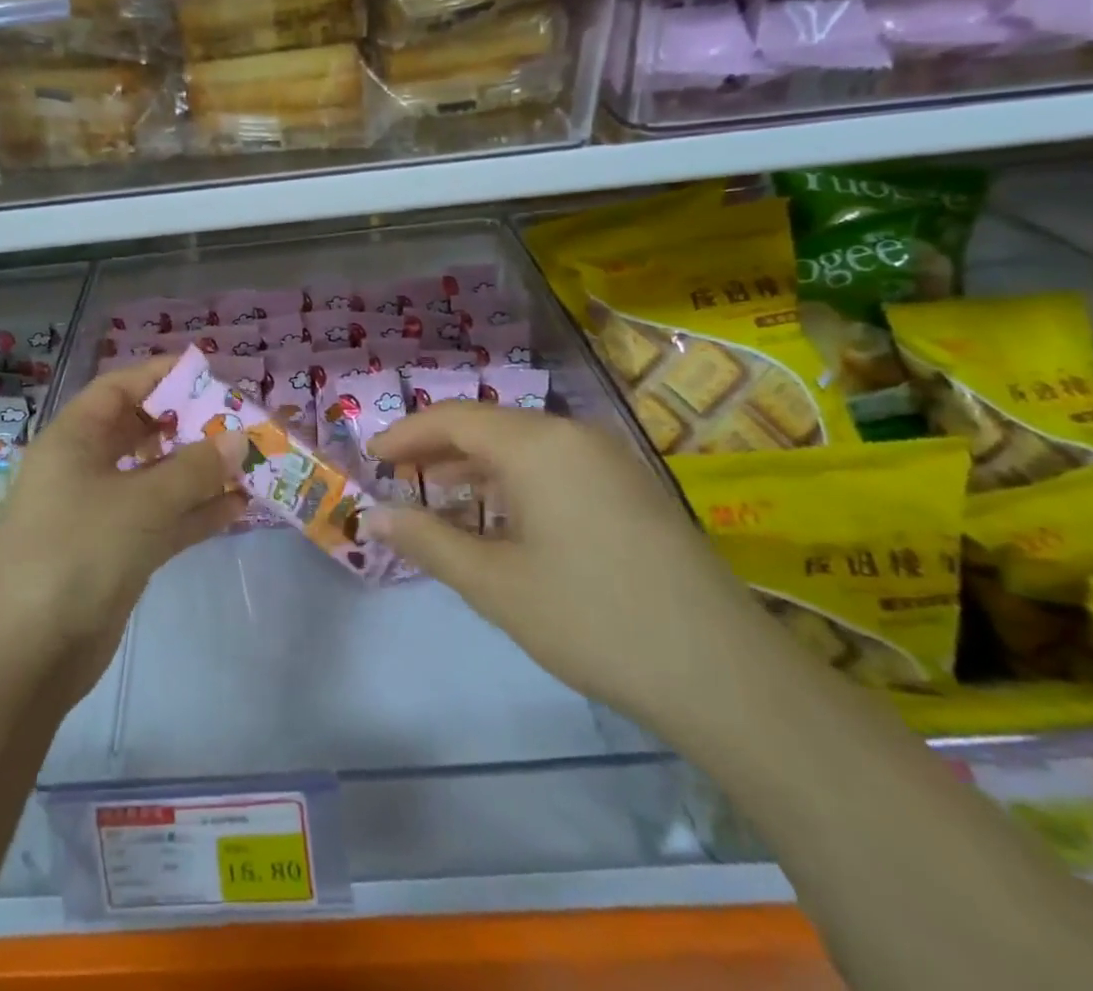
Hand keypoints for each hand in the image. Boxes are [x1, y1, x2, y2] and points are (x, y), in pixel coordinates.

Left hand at [0, 356, 244, 699]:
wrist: (27, 655)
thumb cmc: (77, 553)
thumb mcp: (140, 503)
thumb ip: (194, 468)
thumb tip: (238, 436)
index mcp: (74, 439)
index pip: (119, 388)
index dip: (161, 375)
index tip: (210, 373)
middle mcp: (85, 468)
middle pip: (142, 431)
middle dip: (190, 426)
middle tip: (240, 422)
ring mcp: (101, 512)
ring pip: (157, 478)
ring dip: (200, 472)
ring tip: (251, 463)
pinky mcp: (117, 552)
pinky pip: (163, 519)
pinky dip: (196, 512)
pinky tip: (239, 508)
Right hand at [369, 403, 770, 730]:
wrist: (723, 673)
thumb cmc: (591, 618)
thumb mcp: (494, 583)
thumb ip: (428, 540)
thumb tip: (374, 514)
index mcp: (537, 445)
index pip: (453, 419)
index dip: (406, 434)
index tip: (370, 456)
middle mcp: (573, 435)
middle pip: (488, 425)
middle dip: (437, 448)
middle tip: (397, 476)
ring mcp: (608, 459)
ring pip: (523, 445)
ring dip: (475, 465)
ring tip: (437, 494)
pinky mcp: (630, 488)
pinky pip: (554, 464)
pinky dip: (513, 479)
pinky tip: (499, 515)